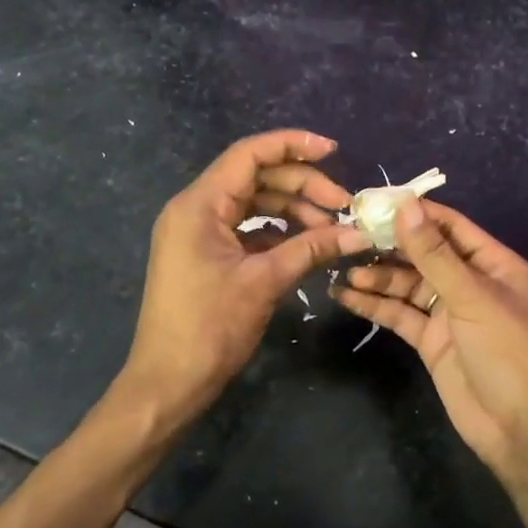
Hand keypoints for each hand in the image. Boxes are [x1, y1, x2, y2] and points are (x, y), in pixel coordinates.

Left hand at [122, 130, 373, 424]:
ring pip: (253, 204)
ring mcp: (198, 233)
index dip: (292, 145)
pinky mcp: (205, 255)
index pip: (249, 155)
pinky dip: (277, 233)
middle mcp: (195, 209)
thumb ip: (311, 249)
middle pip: (255, 178)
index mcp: (199, 205)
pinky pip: (246, 229)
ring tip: (331, 231)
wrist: (168, 381)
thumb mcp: (264, 282)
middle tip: (343, 205)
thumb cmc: (209, 327)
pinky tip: (307, 246)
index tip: (334, 151)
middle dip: (301, 186)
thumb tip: (359, 234)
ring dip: (292, 211)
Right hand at [333, 198, 527, 480]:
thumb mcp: (472, 297)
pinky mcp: (431, 342)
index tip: (374, 202)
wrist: (519, 428)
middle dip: (389, 246)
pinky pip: (400, 315)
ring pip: (408, 285)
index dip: (415, 213)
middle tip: (349, 235)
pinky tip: (345, 296)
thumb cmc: (507, 352)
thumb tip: (404, 204)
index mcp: (493, 264)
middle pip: (425, 255)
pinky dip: (374, 305)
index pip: (449, 226)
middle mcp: (471, 284)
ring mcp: (449, 314)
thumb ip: (434, 253)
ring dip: (378, 276)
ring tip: (342, 269)